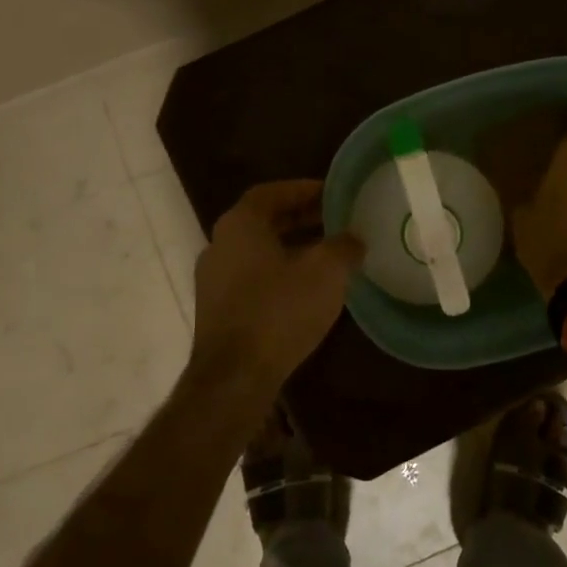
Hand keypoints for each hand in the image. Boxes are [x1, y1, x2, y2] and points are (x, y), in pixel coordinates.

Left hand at [193, 180, 364, 383]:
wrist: (235, 377)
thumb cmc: (280, 310)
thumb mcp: (326, 271)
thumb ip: (343, 246)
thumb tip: (353, 239)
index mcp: (240, 225)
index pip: (272, 192)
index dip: (303, 189)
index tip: (333, 194)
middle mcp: (220, 245)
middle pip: (264, 221)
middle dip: (301, 218)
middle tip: (335, 220)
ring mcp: (213, 280)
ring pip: (259, 251)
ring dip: (292, 247)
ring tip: (328, 254)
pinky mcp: (218, 310)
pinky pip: (253, 278)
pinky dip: (280, 273)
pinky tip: (307, 289)